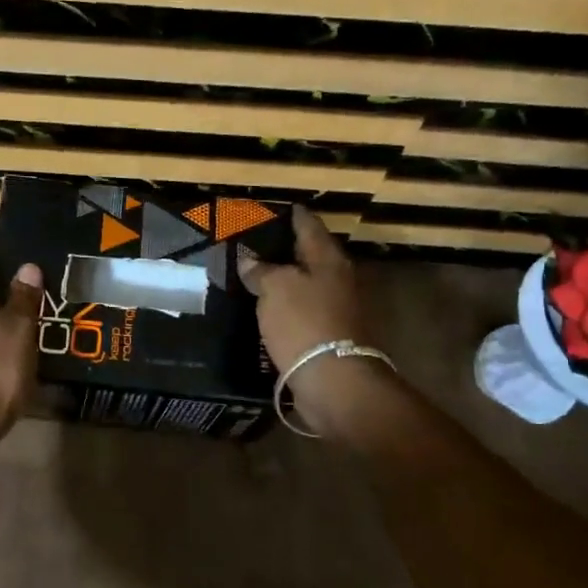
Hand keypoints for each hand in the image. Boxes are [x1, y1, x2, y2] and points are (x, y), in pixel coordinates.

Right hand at [239, 207, 387, 434]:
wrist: (332, 380)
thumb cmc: (304, 323)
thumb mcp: (275, 288)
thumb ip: (261, 270)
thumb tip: (250, 261)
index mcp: (328, 258)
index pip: (309, 225)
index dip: (293, 214)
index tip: (278, 207)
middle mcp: (338, 278)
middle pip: (310, 255)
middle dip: (286, 248)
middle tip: (256, 242)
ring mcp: (336, 308)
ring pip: (306, 283)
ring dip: (285, 279)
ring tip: (255, 275)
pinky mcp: (328, 334)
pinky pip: (302, 310)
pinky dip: (286, 305)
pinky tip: (266, 308)